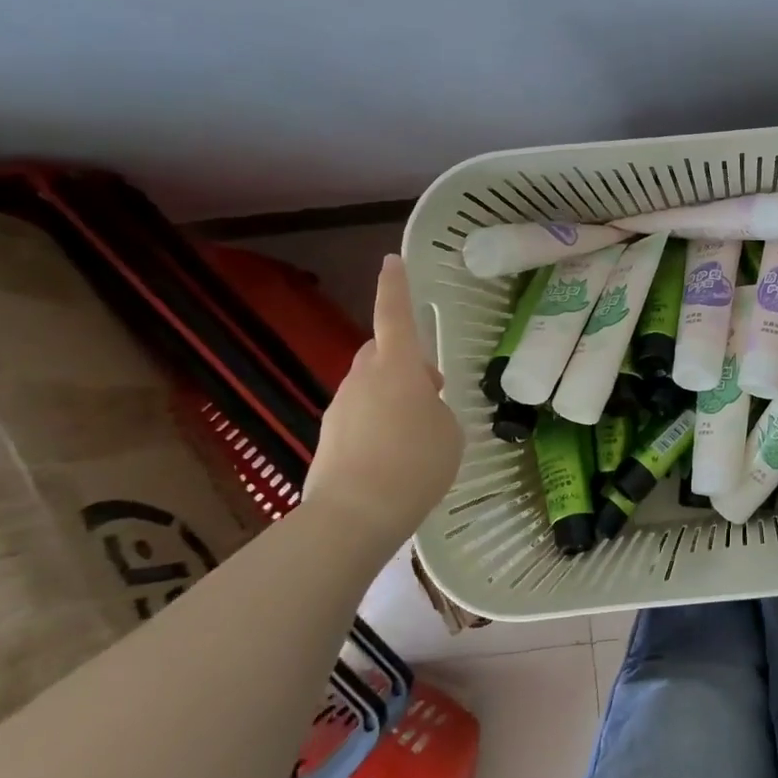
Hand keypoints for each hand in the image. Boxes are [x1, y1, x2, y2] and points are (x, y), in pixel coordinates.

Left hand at [304, 255, 464, 549]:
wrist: (353, 516)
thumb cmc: (415, 464)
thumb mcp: (449, 431)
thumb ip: (437, 408)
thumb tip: (420, 408)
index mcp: (397, 367)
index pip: (394, 315)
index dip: (396, 287)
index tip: (392, 261)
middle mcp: (363, 379)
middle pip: (380, 352)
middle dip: (403, 360)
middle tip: (431, 386)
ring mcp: (340, 408)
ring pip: (369, 386)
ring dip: (391, 396)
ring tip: (416, 432)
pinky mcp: (327, 438)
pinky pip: (359, 417)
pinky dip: (377, 424)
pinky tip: (393, 456)